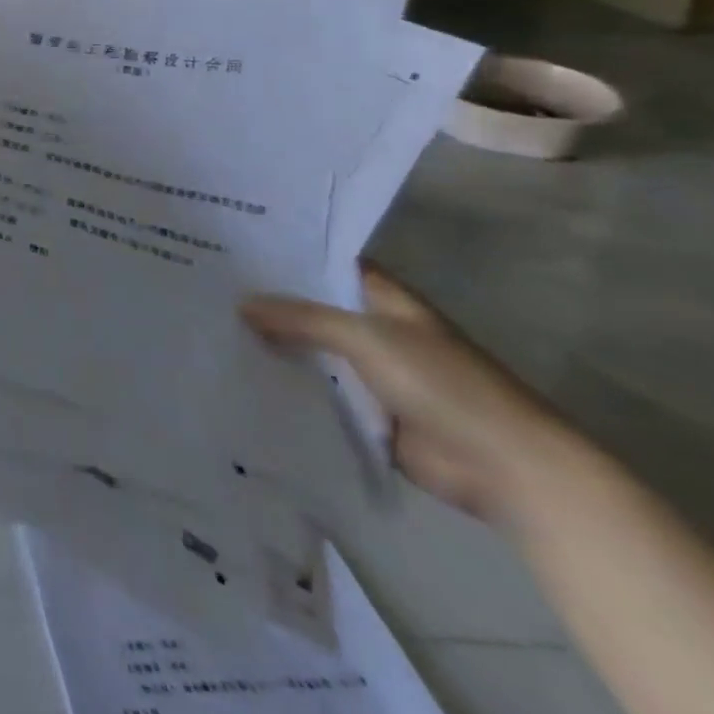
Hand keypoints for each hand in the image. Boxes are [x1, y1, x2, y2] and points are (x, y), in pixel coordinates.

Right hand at [242, 267, 571, 524]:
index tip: (232, 245)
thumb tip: (241, 304)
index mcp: (384, 300)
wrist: (506, 468)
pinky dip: (286, 386)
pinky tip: (240, 376)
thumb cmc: (444, 385)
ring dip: (273, 345)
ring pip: (311, 351)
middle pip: (311, 308)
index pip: (326, 264)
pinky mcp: (365, 414)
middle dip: (268, 301)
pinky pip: (316, 393)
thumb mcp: (368, 338)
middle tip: (207, 287)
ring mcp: (370, 373)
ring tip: (211, 328)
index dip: (285, 254)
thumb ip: (302, 319)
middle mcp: (374, 330)